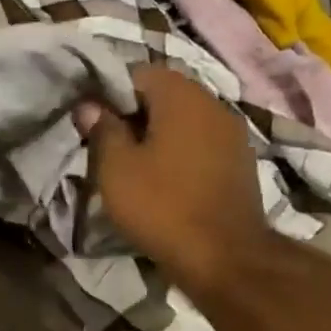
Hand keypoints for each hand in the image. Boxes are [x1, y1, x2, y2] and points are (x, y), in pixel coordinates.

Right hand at [82, 64, 272, 298]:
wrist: (224, 257)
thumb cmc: (162, 207)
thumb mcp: (116, 170)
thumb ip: (102, 130)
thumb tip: (90, 105)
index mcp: (181, 95)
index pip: (138, 73)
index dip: (110, 95)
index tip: (93, 124)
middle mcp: (213, 103)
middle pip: (165, 97)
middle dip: (135, 117)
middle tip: (109, 149)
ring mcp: (233, 134)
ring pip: (185, 123)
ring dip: (159, 138)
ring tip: (136, 169)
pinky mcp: (241, 164)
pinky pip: (202, 147)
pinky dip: (181, 156)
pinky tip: (166, 184)